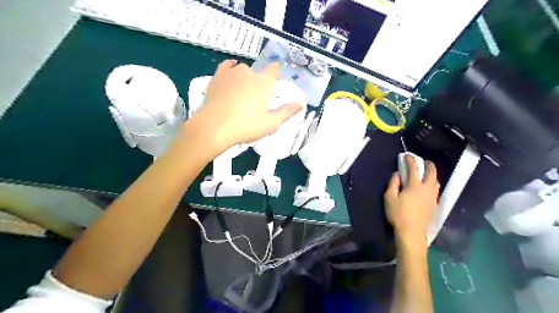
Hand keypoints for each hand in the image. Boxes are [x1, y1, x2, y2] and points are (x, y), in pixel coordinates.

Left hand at [185, 58, 301, 153]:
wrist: (214, 127)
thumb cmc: (246, 126)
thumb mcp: (270, 123)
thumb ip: (286, 112)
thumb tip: (300, 103)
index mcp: (264, 83)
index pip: (274, 69)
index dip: (276, 74)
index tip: (276, 83)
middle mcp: (249, 73)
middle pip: (258, 73)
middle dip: (260, 82)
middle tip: (257, 99)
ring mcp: (232, 73)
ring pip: (243, 70)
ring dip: (246, 77)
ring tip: (243, 91)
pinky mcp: (218, 77)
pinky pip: (226, 66)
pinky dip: (230, 67)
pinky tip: (231, 70)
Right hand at [385, 157, 441, 250]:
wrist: (411, 232)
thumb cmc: (398, 214)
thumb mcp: (389, 197)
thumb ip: (393, 184)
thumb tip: (397, 174)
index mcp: (414, 186)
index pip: (414, 168)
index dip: (410, 160)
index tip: (407, 155)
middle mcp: (426, 189)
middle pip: (432, 173)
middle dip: (429, 165)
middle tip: (424, 161)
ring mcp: (432, 197)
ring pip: (436, 181)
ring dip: (433, 174)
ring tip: (427, 173)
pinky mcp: (434, 204)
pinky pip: (436, 190)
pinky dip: (433, 184)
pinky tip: (429, 187)